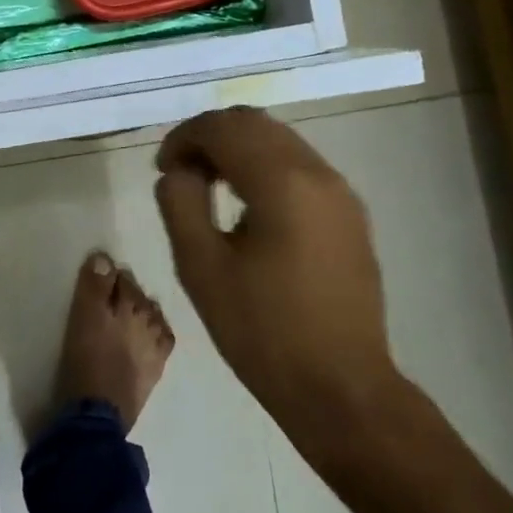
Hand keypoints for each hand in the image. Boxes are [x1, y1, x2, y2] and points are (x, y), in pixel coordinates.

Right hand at [154, 107, 404, 446]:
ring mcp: (341, 192)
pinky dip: (264, 166)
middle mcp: (318, 173)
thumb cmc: (263, 332)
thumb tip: (179, 172)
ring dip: (238, 148)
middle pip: (254, 123)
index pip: (224, 128)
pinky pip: (299, 166)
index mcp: (282, 182)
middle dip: (210, 136)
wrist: (342, 389)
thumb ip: (180, 204)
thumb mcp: (201, 268)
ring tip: (208, 185)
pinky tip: (246, 204)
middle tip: (180, 171)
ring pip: (279, 140)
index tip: (162, 168)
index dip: (184, 137)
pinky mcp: (350, 214)